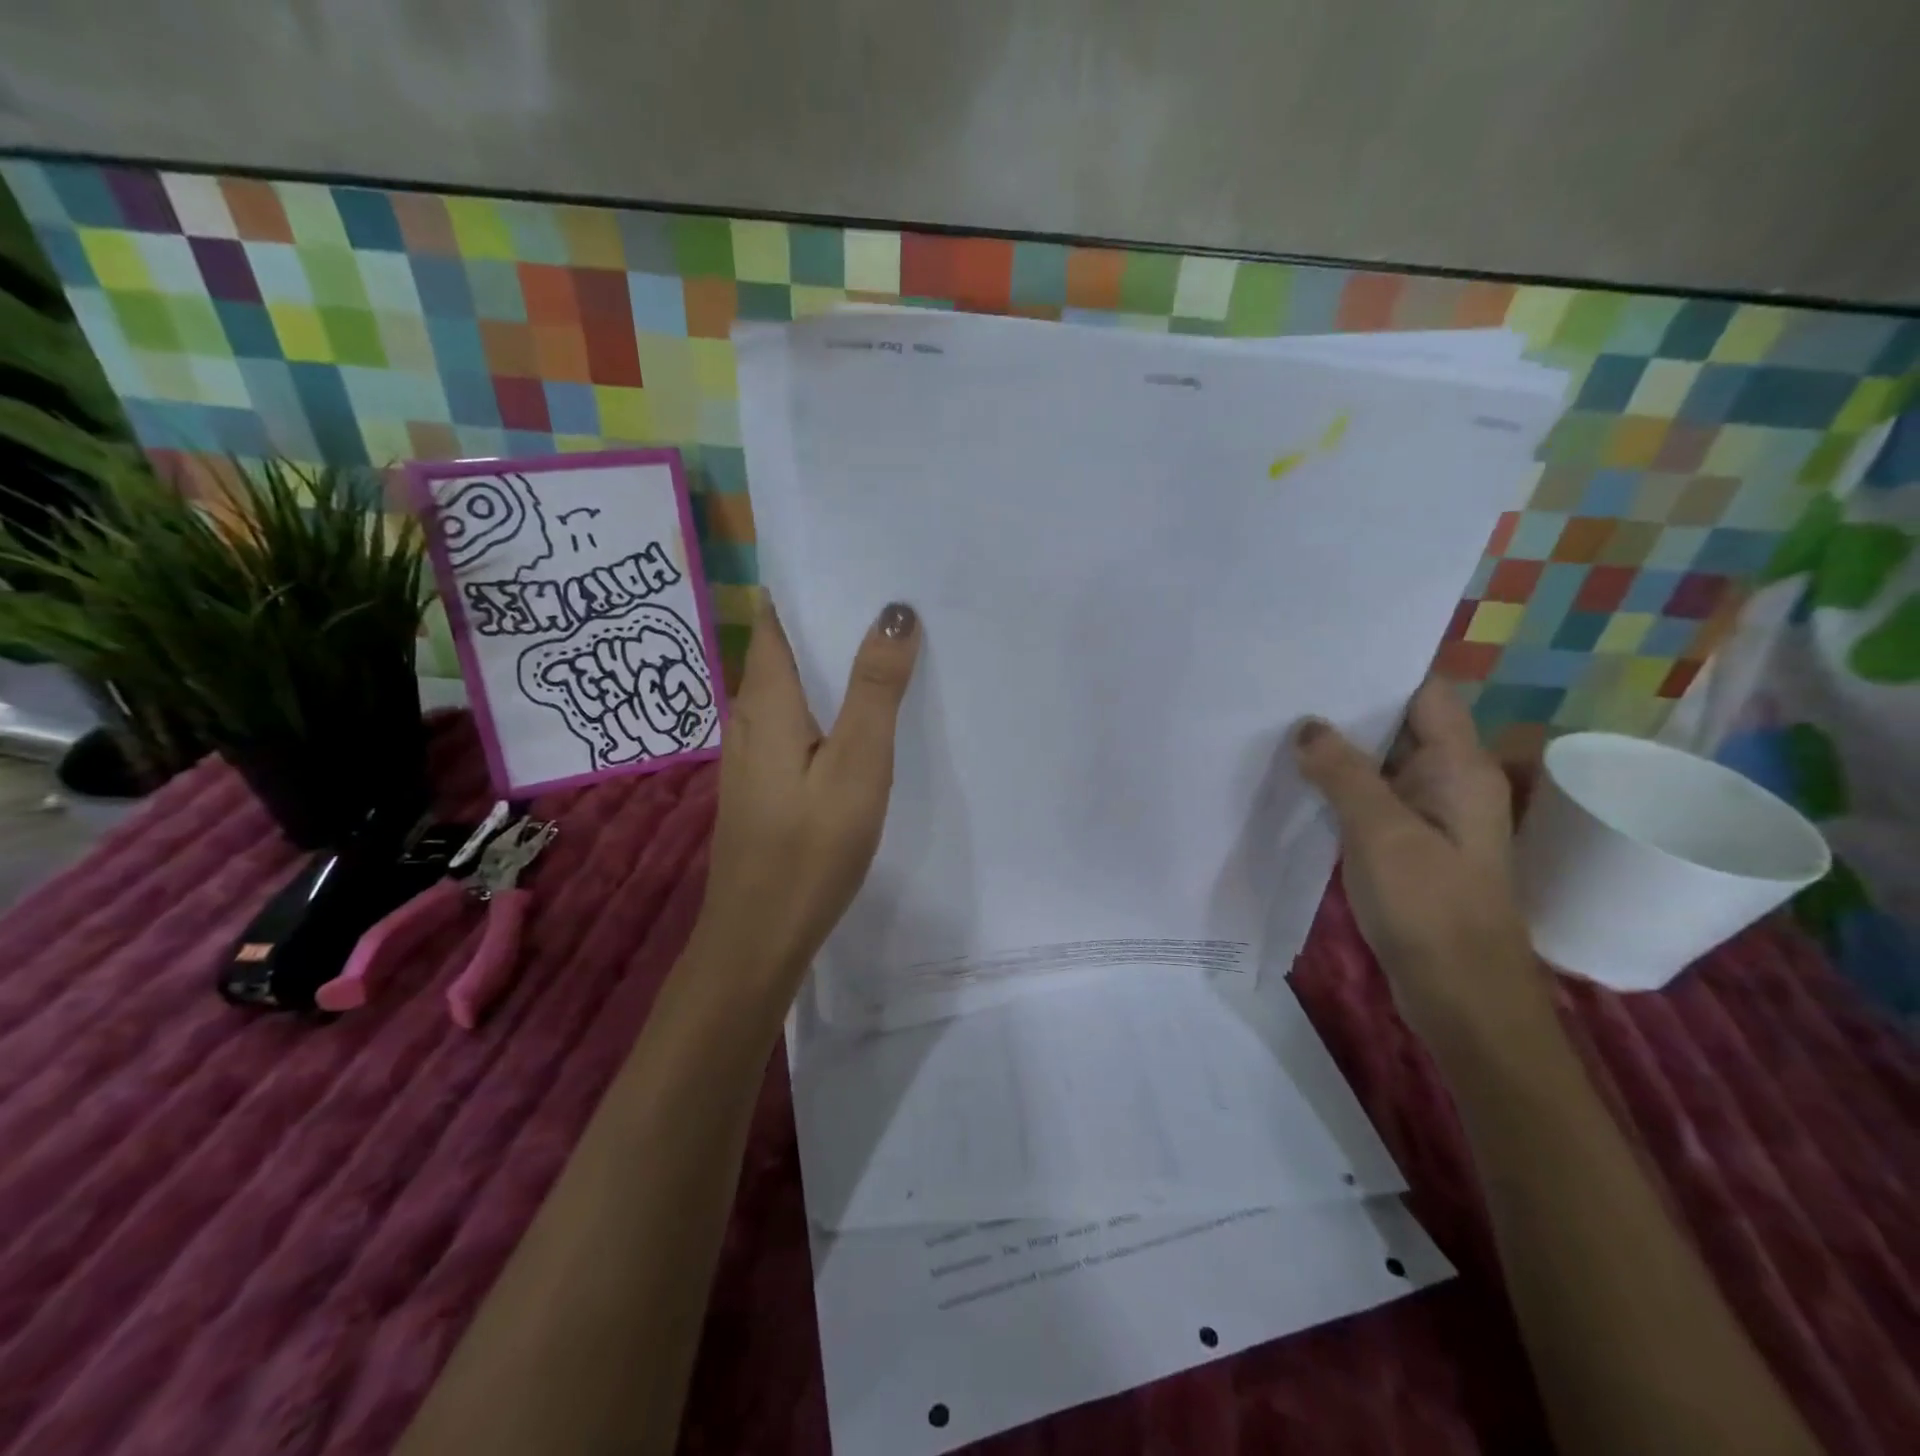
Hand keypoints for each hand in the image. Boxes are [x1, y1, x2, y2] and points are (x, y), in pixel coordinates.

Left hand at [693, 597, 920, 991]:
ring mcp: (753, 751)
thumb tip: (894, 611)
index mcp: (766, 699)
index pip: (776, 615)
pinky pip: (795, 719)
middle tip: (890, 594)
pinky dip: (825, 701)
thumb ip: (875, 689)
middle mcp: (749, 715)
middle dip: (829, 617)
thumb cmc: (810, 848)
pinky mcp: (764, 780)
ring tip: (884, 640)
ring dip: (828, 660)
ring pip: (791, 685)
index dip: (810, 583)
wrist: (760, 934)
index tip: (858, 558)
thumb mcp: (857, 764)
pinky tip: (859, 712)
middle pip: (784, 646)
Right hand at [1293, 678, 1551, 1051]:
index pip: (1426, 692)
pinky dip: (1342, 787)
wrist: (1461, 995)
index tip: (1323, 657)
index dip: (1380, 670)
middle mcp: (1451, 781)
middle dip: (1349, 708)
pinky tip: (1300, 782)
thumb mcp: (1380, 832)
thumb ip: (1344, 773)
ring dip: (1341, 750)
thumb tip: (1308, 726)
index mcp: (1460, 767)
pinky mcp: (1411, 844)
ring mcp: (1432, 815)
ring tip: (1282, 727)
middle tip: (1286, 689)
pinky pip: (1375, 799)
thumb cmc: (1428, 907)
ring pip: (1383, 764)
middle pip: (1401, 724)